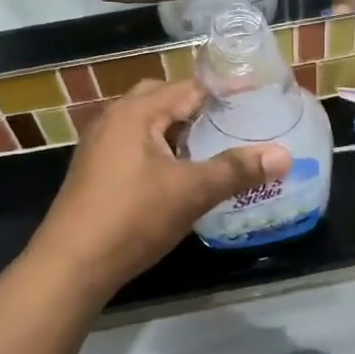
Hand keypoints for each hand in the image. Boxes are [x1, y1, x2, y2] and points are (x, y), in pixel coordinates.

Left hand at [24, 78, 291, 302]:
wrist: (71, 266)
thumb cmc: (131, 219)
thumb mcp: (191, 192)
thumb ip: (236, 170)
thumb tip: (284, 155)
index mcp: (137, 112)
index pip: (190, 87)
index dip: (225, 91)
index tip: (257, 98)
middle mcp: (115, 117)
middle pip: (166, 99)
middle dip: (200, 108)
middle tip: (235, 122)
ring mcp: (100, 144)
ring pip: (149, 123)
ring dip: (179, 130)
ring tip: (212, 146)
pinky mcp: (96, 169)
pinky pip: (136, 144)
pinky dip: (161, 148)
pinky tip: (178, 173)